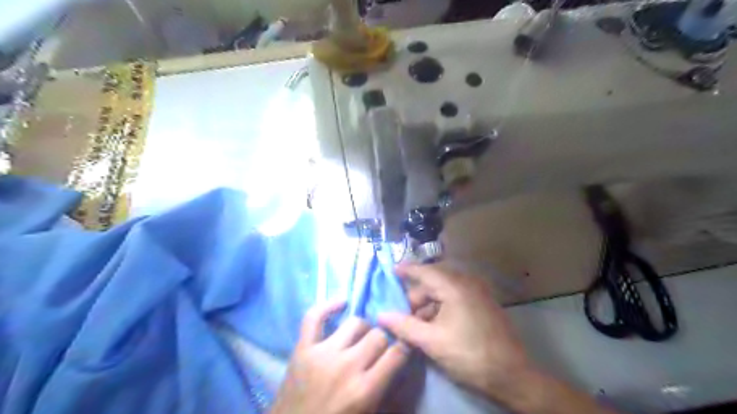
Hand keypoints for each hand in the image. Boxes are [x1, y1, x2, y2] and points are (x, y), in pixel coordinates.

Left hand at [270, 301, 408, 413]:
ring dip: (362, 329)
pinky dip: (328, 306)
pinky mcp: (302, 348)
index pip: (397, 353)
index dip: (404, 347)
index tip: (402, 346)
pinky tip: (342, 303)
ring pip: (355, 322)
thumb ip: (384, 389)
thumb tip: (398, 361)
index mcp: (365, 390)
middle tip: (377, 348)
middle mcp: (346, 367)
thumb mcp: (367, 413)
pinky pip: (314, 316)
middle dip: (382, 340)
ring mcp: (322, 354)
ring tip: (359, 337)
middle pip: (377, 335)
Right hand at [376, 263, 533, 402]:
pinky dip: (441, 308)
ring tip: (416, 325)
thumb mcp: (432, 341)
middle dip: (415, 297)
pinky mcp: (482, 303)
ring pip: (443, 292)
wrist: (512, 375)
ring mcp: (477, 292)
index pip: (424, 271)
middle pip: (433, 283)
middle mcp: (467, 283)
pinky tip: (433, 326)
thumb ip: (404, 326)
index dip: (406, 270)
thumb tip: (381, 315)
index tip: (391, 271)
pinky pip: (455, 298)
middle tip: (401, 315)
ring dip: (427, 305)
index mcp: (454, 287)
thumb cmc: (469, 354)